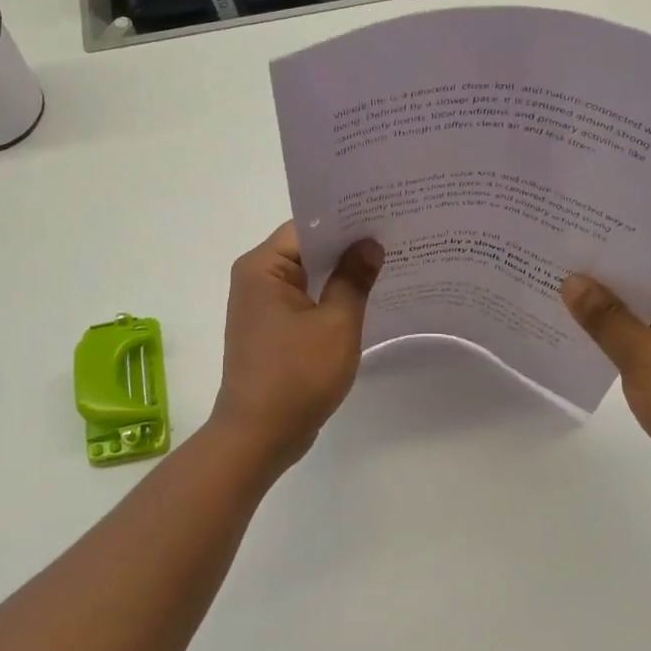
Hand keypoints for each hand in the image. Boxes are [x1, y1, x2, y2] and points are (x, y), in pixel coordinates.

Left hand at [210, 223, 384, 469]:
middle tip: (394, 235)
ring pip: (307, 276)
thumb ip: (354, 279)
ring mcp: (261, 306)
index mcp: (263, 267)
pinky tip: (364, 298)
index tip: (383, 214)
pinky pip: (304, 301)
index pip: (308, 226)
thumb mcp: (337, 324)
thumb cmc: (297, 376)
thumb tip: (370, 244)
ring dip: (340, 273)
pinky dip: (329, 298)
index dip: (346, 220)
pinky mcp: (271, 329)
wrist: (259, 436)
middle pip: (307, 249)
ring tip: (387, 262)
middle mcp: (255, 278)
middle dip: (347, 246)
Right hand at [562, 267, 650, 500]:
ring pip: (633, 315)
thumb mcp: (644, 355)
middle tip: (548, 266)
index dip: (608, 255)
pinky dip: (609, 338)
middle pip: (639, 287)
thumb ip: (605, 317)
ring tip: (549, 294)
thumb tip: (570, 281)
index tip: (566, 246)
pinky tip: (571, 333)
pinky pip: (634, 340)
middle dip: (597, 283)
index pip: (649, 262)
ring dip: (600, 312)